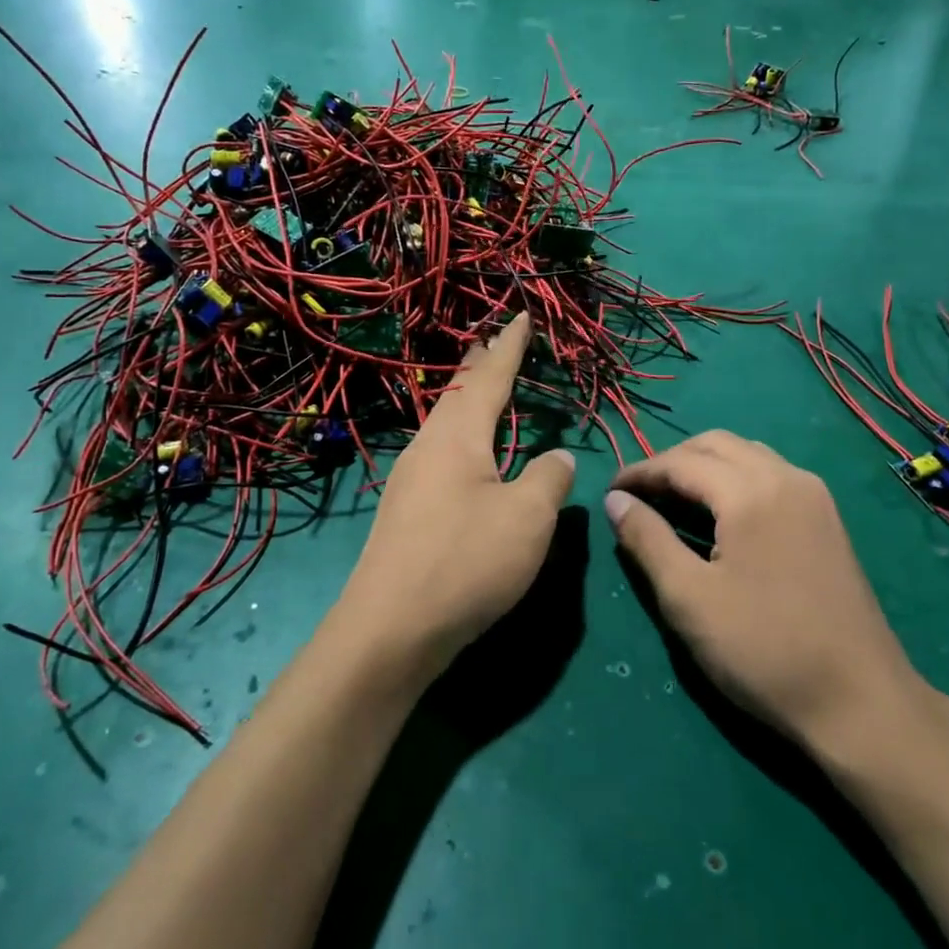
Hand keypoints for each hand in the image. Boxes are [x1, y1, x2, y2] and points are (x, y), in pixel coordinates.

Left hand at [338, 313, 574, 676]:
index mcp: (457, 437)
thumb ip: (549, 478)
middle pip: (457, 395)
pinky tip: (465, 457)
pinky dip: (460, 438)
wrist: (389, 631)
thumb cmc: (466, 563)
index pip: (489, 378)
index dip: (509, 347)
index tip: (521, 317)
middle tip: (492, 341)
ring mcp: (410, 481)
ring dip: (466, 402)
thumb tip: (559, 456)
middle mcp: (427, 448)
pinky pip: (439, 455)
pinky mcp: (404, 513)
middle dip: (478, 367)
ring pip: (444, 425)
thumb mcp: (527, 518)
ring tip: (481, 390)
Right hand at [605, 431, 934, 756]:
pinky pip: (771, 474)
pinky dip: (735, 479)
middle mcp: (786, 477)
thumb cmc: (763, 650)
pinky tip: (721, 514)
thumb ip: (647, 539)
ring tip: (674, 500)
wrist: (859, 701)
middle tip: (639, 495)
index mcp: (751, 491)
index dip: (639, 472)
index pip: (681, 462)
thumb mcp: (688, 598)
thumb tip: (615, 500)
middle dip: (672, 461)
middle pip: (717, 445)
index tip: (609, 493)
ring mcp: (814, 496)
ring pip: (747, 455)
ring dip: (705, 466)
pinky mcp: (827, 519)